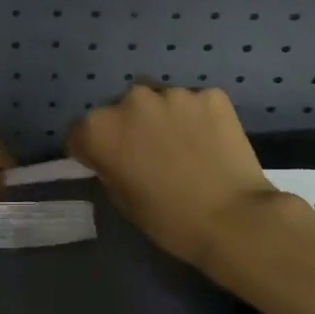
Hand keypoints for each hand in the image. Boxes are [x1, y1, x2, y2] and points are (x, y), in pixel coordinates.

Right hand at [68, 84, 293, 270]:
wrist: (234, 219)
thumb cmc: (169, 220)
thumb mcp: (123, 200)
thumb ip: (110, 167)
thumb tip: (116, 157)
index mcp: (101, 129)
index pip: (80, 131)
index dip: (90, 149)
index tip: (105, 163)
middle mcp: (131, 100)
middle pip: (120, 110)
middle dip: (129, 127)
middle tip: (148, 154)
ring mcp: (173, 93)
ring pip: (159, 101)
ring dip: (163, 118)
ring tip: (182, 146)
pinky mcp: (209, 94)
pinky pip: (194, 103)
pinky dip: (196, 117)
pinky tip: (208, 142)